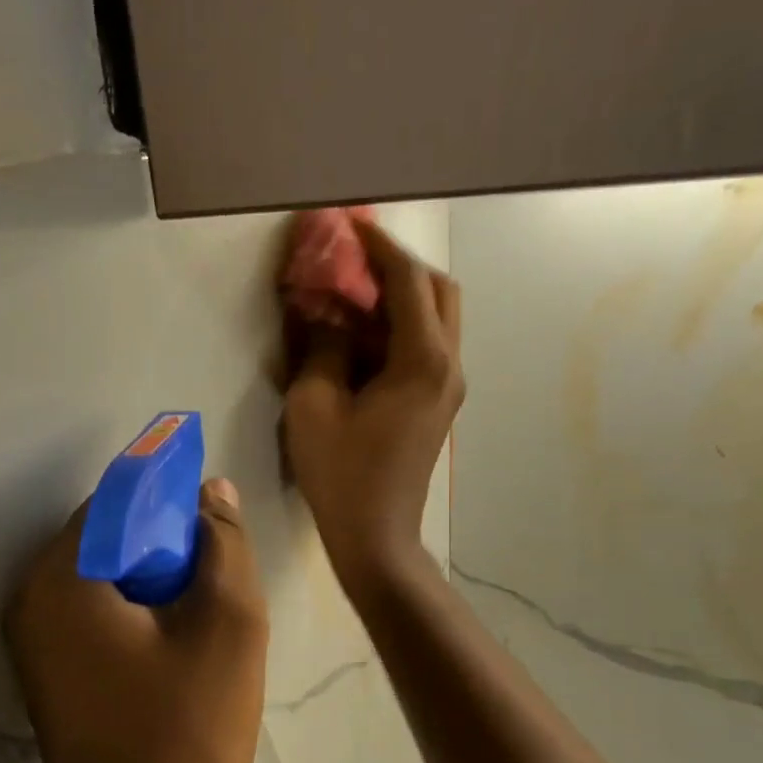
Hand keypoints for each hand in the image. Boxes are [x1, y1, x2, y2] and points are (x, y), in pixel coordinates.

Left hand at [5, 479, 268, 762]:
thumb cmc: (188, 735)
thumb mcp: (228, 626)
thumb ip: (223, 544)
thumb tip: (211, 493)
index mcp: (59, 579)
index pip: (116, 501)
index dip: (171, 499)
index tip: (214, 524)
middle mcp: (27, 600)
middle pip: (104, 539)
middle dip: (162, 544)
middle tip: (214, 577)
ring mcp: (29, 642)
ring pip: (99, 577)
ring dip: (150, 580)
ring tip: (201, 612)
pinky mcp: (43, 674)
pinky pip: (90, 615)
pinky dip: (130, 611)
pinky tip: (172, 643)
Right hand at [282, 221, 462, 591]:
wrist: (375, 536)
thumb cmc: (341, 474)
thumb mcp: (314, 405)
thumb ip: (321, 347)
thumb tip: (325, 313)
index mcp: (422, 360)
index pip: (408, 282)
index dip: (378, 248)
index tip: (350, 226)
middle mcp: (448, 365)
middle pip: (438, 292)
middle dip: (398, 268)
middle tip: (355, 262)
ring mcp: (447, 386)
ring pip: (435, 320)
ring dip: (397, 299)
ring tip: (350, 295)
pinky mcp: (436, 403)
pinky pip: (424, 349)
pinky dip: (396, 331)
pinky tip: (358, 338)